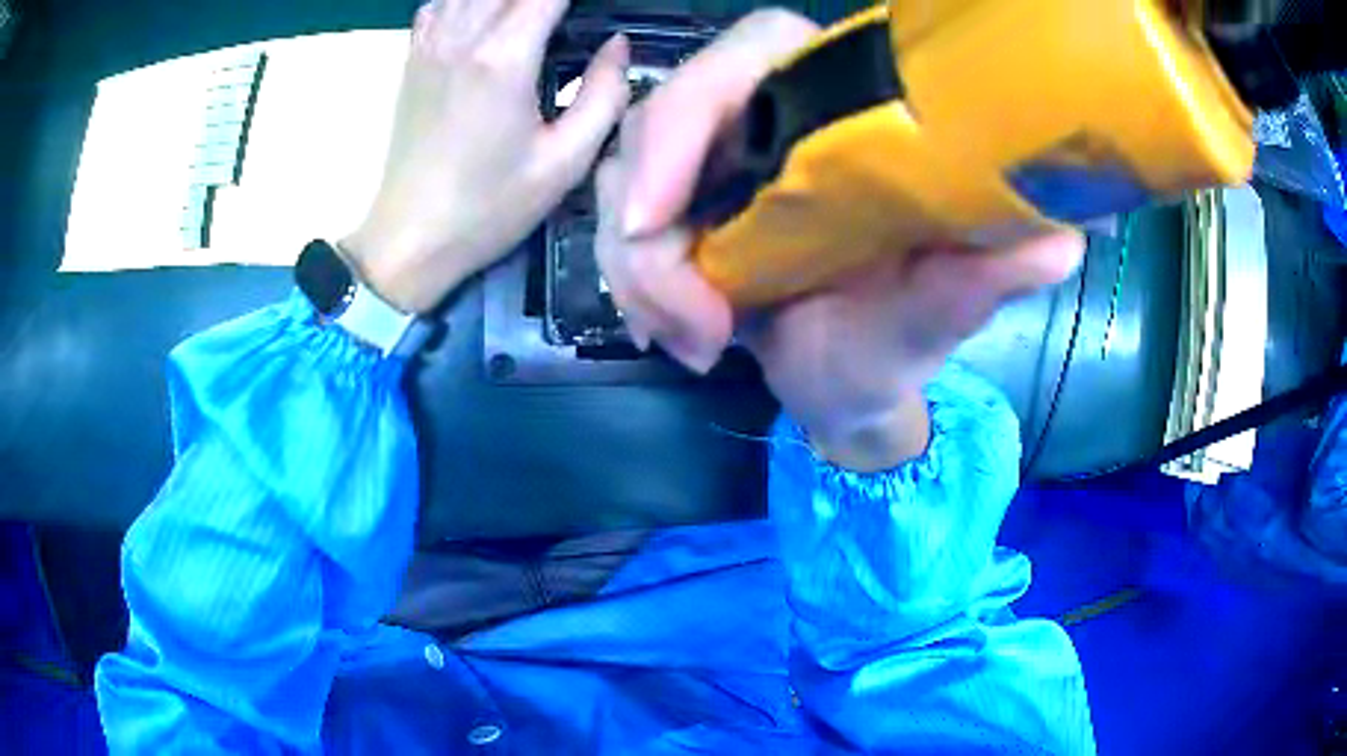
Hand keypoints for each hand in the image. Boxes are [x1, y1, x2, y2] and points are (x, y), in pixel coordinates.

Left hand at [342, 0, 630, 313]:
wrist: (411, 238)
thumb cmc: (489, 207)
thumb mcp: (565, 162)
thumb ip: (605, 95)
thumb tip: (617, 45)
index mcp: (504, 57)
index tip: (599, 9)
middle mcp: (463, 35)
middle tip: (571, 16)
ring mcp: (431, 43)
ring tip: (537, 16)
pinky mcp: (414, 57)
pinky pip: (441, 2)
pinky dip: (468, 0)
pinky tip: (489, 15)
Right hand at [595, 9, 1084, 471]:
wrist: (847, 386)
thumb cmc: (898, 343)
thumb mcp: (939, 313)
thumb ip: (982, 277)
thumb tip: (1060, 243)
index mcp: (841, 113)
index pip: (754, 49)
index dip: (696, 103)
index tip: (666, 209)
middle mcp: (772, 121)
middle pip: (663, 115)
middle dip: (649, 221)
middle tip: (688, 323)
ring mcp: (716, 166)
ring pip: (625, 180)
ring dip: (640, 273)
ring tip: (696, 344)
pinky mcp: (680, 211)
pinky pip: (621, 230)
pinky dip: (634, 290)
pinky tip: (679, 339)